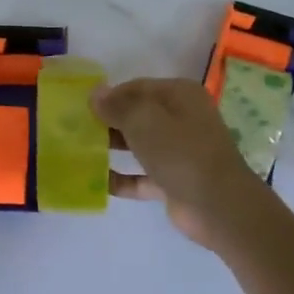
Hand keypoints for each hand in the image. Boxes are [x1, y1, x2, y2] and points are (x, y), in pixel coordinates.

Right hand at [92, 79, 277, 247]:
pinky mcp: (173, 181)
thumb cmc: (181, 151)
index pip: (137, 87)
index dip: (109, 95)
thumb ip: (117, 105)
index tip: (81, 107)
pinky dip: (122, 178)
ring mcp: (179, 152)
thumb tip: (96, 93)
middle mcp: (182, 119)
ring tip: (78, 152)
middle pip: (137, 115)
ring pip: (138, 144)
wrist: (218, 206)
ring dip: (112, 148)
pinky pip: (141, 176)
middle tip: (75, 129)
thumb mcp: (144, 120)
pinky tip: (95, 182)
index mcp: (180, 95)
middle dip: (108, 121)